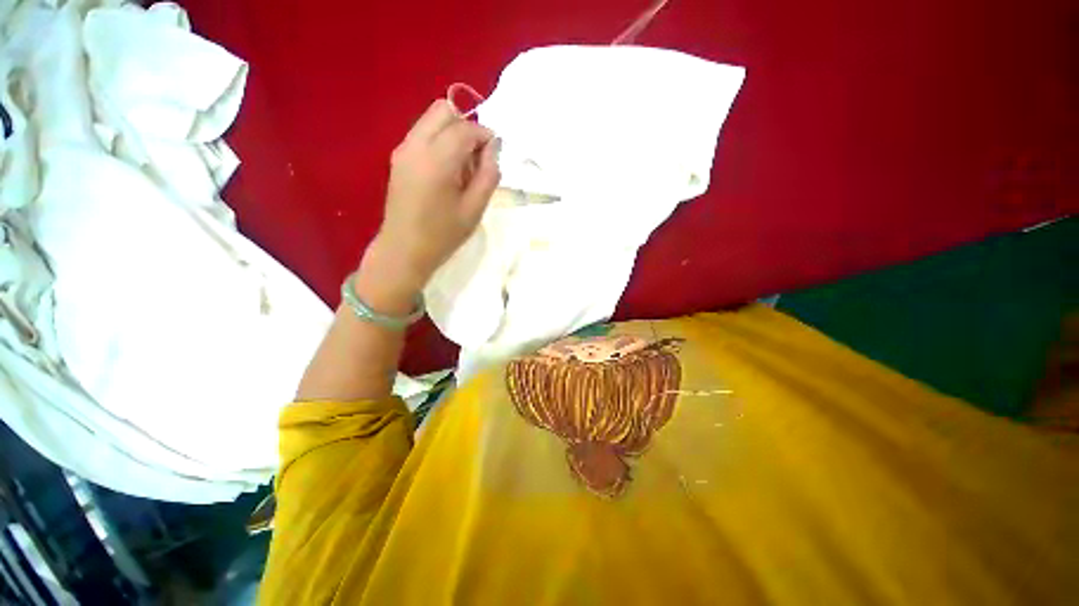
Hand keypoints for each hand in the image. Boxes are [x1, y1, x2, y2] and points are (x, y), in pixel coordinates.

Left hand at [363, 100, 499, 301]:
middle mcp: (415, 145)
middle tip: (477, 158)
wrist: (404, 250)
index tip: (495, 153)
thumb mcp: (475, 209)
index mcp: (437, 160)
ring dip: (452, 133)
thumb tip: (493, 150)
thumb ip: (488, 175)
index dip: (485, 136)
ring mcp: (403, 149)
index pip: (465, 129)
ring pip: (431, 120)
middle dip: (467, 127)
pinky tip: (447, 171)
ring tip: (462, 167)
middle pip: (444, 110)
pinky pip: (423, 134)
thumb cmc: (443, 235)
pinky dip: (440, 141)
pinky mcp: (398, 158)